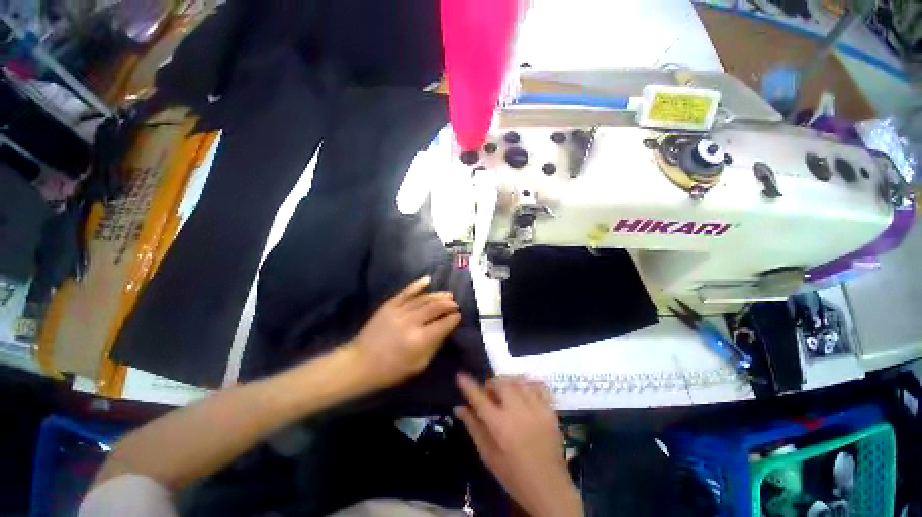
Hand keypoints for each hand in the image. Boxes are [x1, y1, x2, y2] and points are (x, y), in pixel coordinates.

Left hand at [348, 275, 460, 389]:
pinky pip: (406, 291)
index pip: (443, 324)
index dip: (453, 319)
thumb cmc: (392, 369)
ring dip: (438, 296)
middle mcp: (411, 322)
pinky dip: (417, 284)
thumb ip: (434, 345)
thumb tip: (445, 329)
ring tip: (448, 295)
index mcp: (419, 340)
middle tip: (455, 304)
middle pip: (435, 308)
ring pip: (424, 299)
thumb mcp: (419, 364)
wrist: (360, 362)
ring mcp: (399, 311)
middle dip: (448, 305)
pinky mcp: (389, 305)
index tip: (458, 316)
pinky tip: (428, 279)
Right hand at [455, 374, 582, 516]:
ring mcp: (536, 409)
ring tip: (505, 392)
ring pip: (518, 381)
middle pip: (501, 383)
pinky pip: (538, 386)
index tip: (461, 376)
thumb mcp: (489, 456)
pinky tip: (523, 392)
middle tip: (489, 394)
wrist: (550, 490)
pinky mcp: (550, 411)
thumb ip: (474, 428)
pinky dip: (527, 384)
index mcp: (500, 426)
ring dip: (508, 382)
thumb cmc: (514, 477)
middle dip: (491, 384)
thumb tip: (459, 408)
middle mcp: (518, 412)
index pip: (480, 398)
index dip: (469, 385)